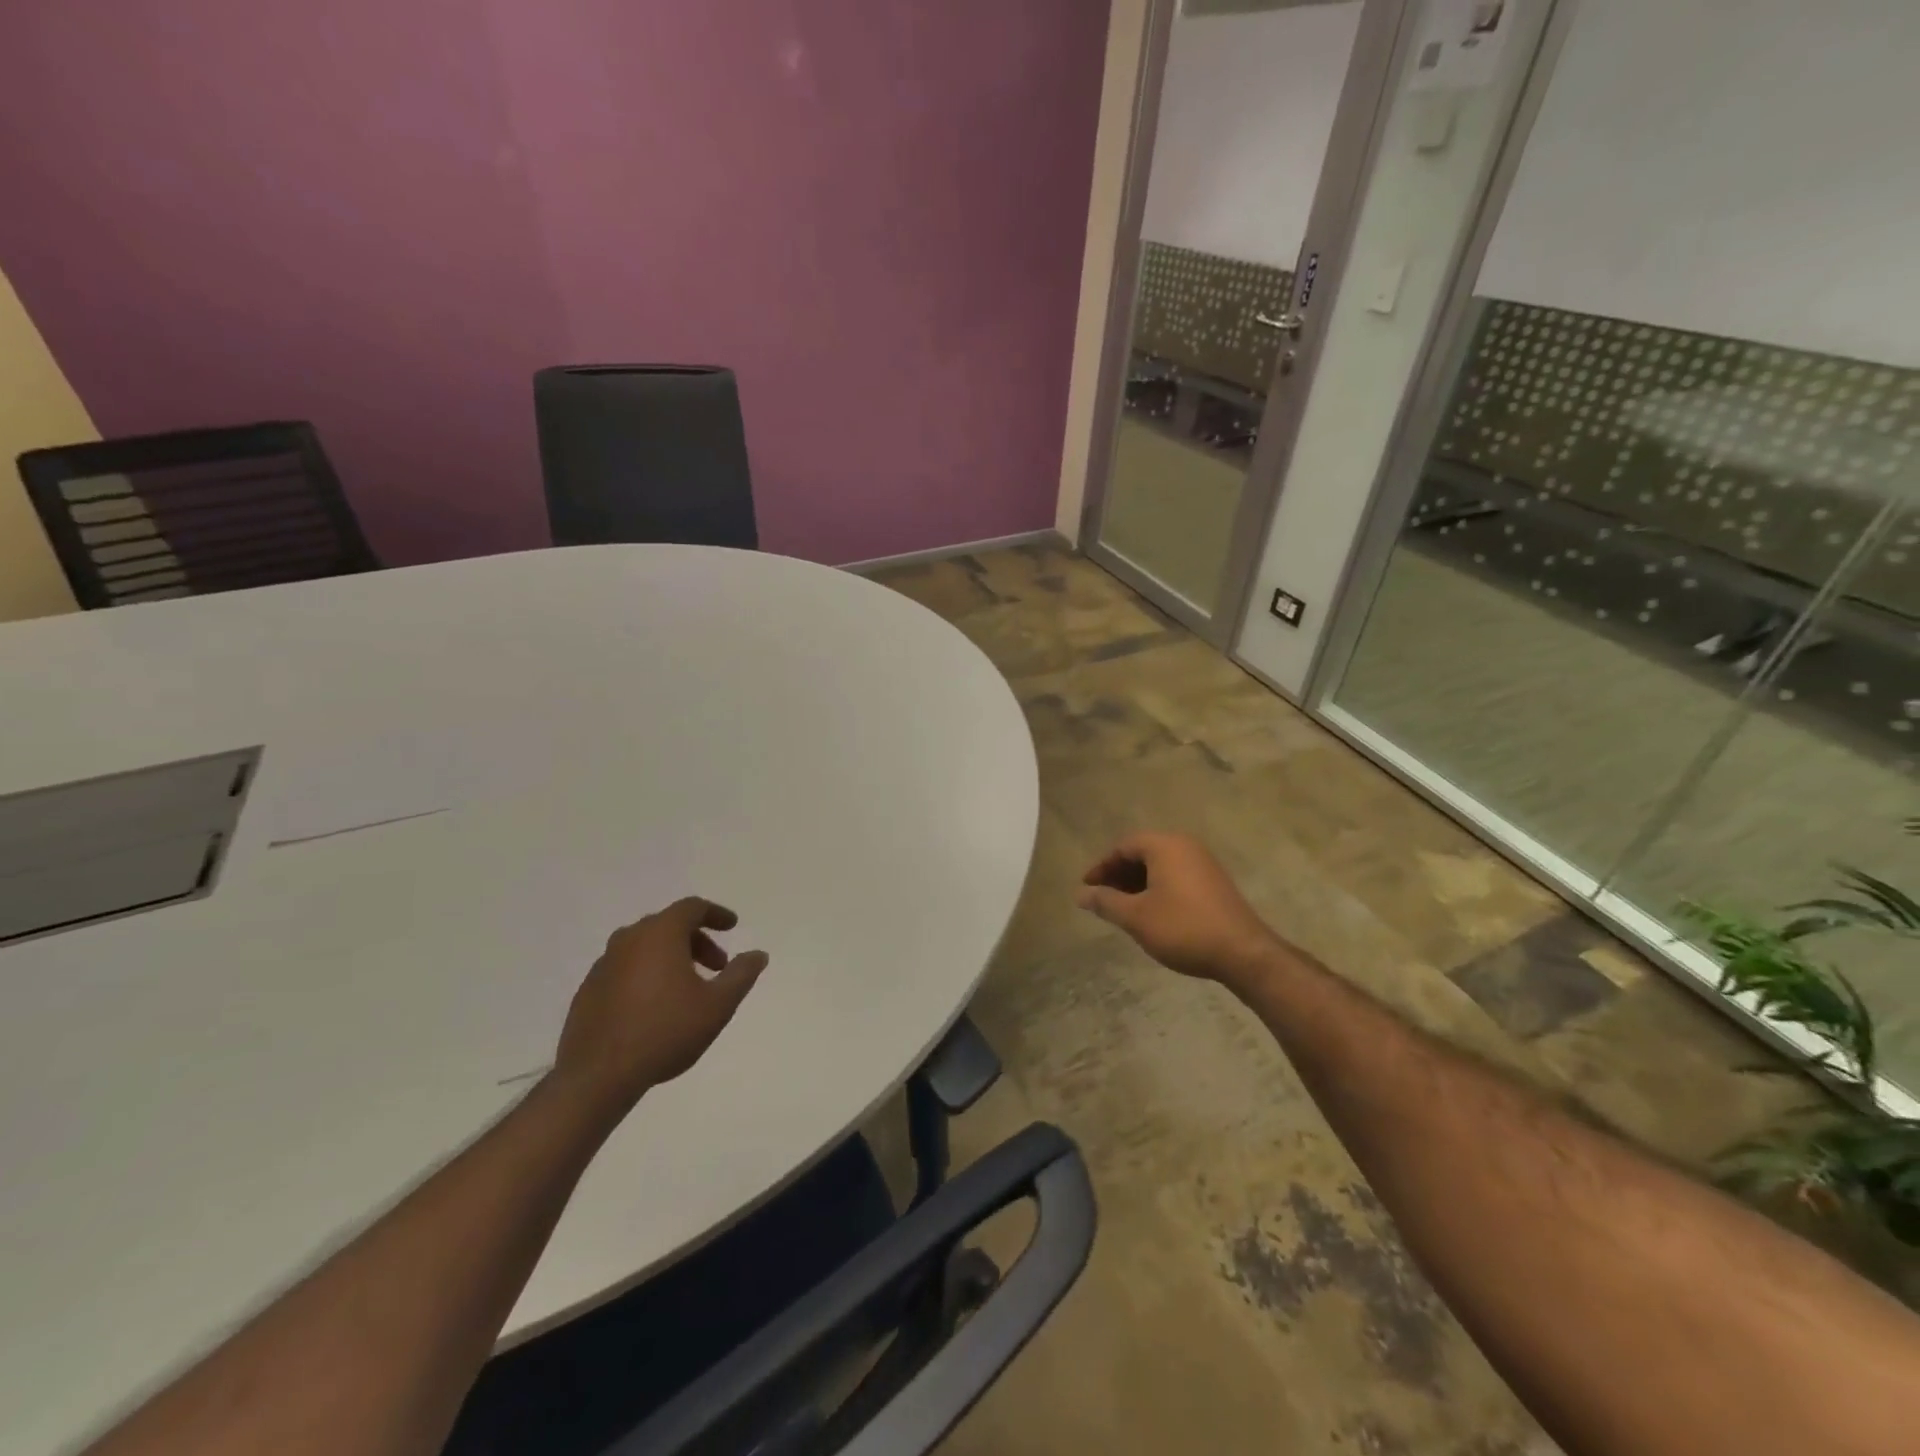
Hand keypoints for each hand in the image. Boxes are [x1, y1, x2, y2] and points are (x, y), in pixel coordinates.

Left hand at [554, 897, 768, 1110]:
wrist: (598, 1076)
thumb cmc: (665, 1031)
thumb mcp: (717, 1005)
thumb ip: (741, 974)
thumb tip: (758, 954)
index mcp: (660, 933)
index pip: (692, 908)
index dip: (716, 914)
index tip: (732, 927)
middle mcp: (628, 939)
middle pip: (668, 925)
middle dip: (697, 940)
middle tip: (716, 966)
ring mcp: (603, 964)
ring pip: (645, 947)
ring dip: (671, 957)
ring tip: (688, 988)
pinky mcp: (588, 990)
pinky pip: (625, 969)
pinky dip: (646, 974)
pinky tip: (655, 1006)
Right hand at [1077, 832, 1282, 989]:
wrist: (1243, 952)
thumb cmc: (1183, 928)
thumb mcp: (1136, 917)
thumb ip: (1106, 902)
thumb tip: (1081, 894)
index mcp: (1165, 845)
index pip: (1123, 846)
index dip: (1101, 866)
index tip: (1087, 888)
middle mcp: (1185, 846)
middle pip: (1142, 852)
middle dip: (1118, 874)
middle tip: (1102, 898)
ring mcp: (1203, 863)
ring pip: (1160, 866)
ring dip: (1137, 883)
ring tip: (1122, 908)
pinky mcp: (1214, 882)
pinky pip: (1176, 876)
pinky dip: (1157, 888)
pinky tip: (1150, 912)